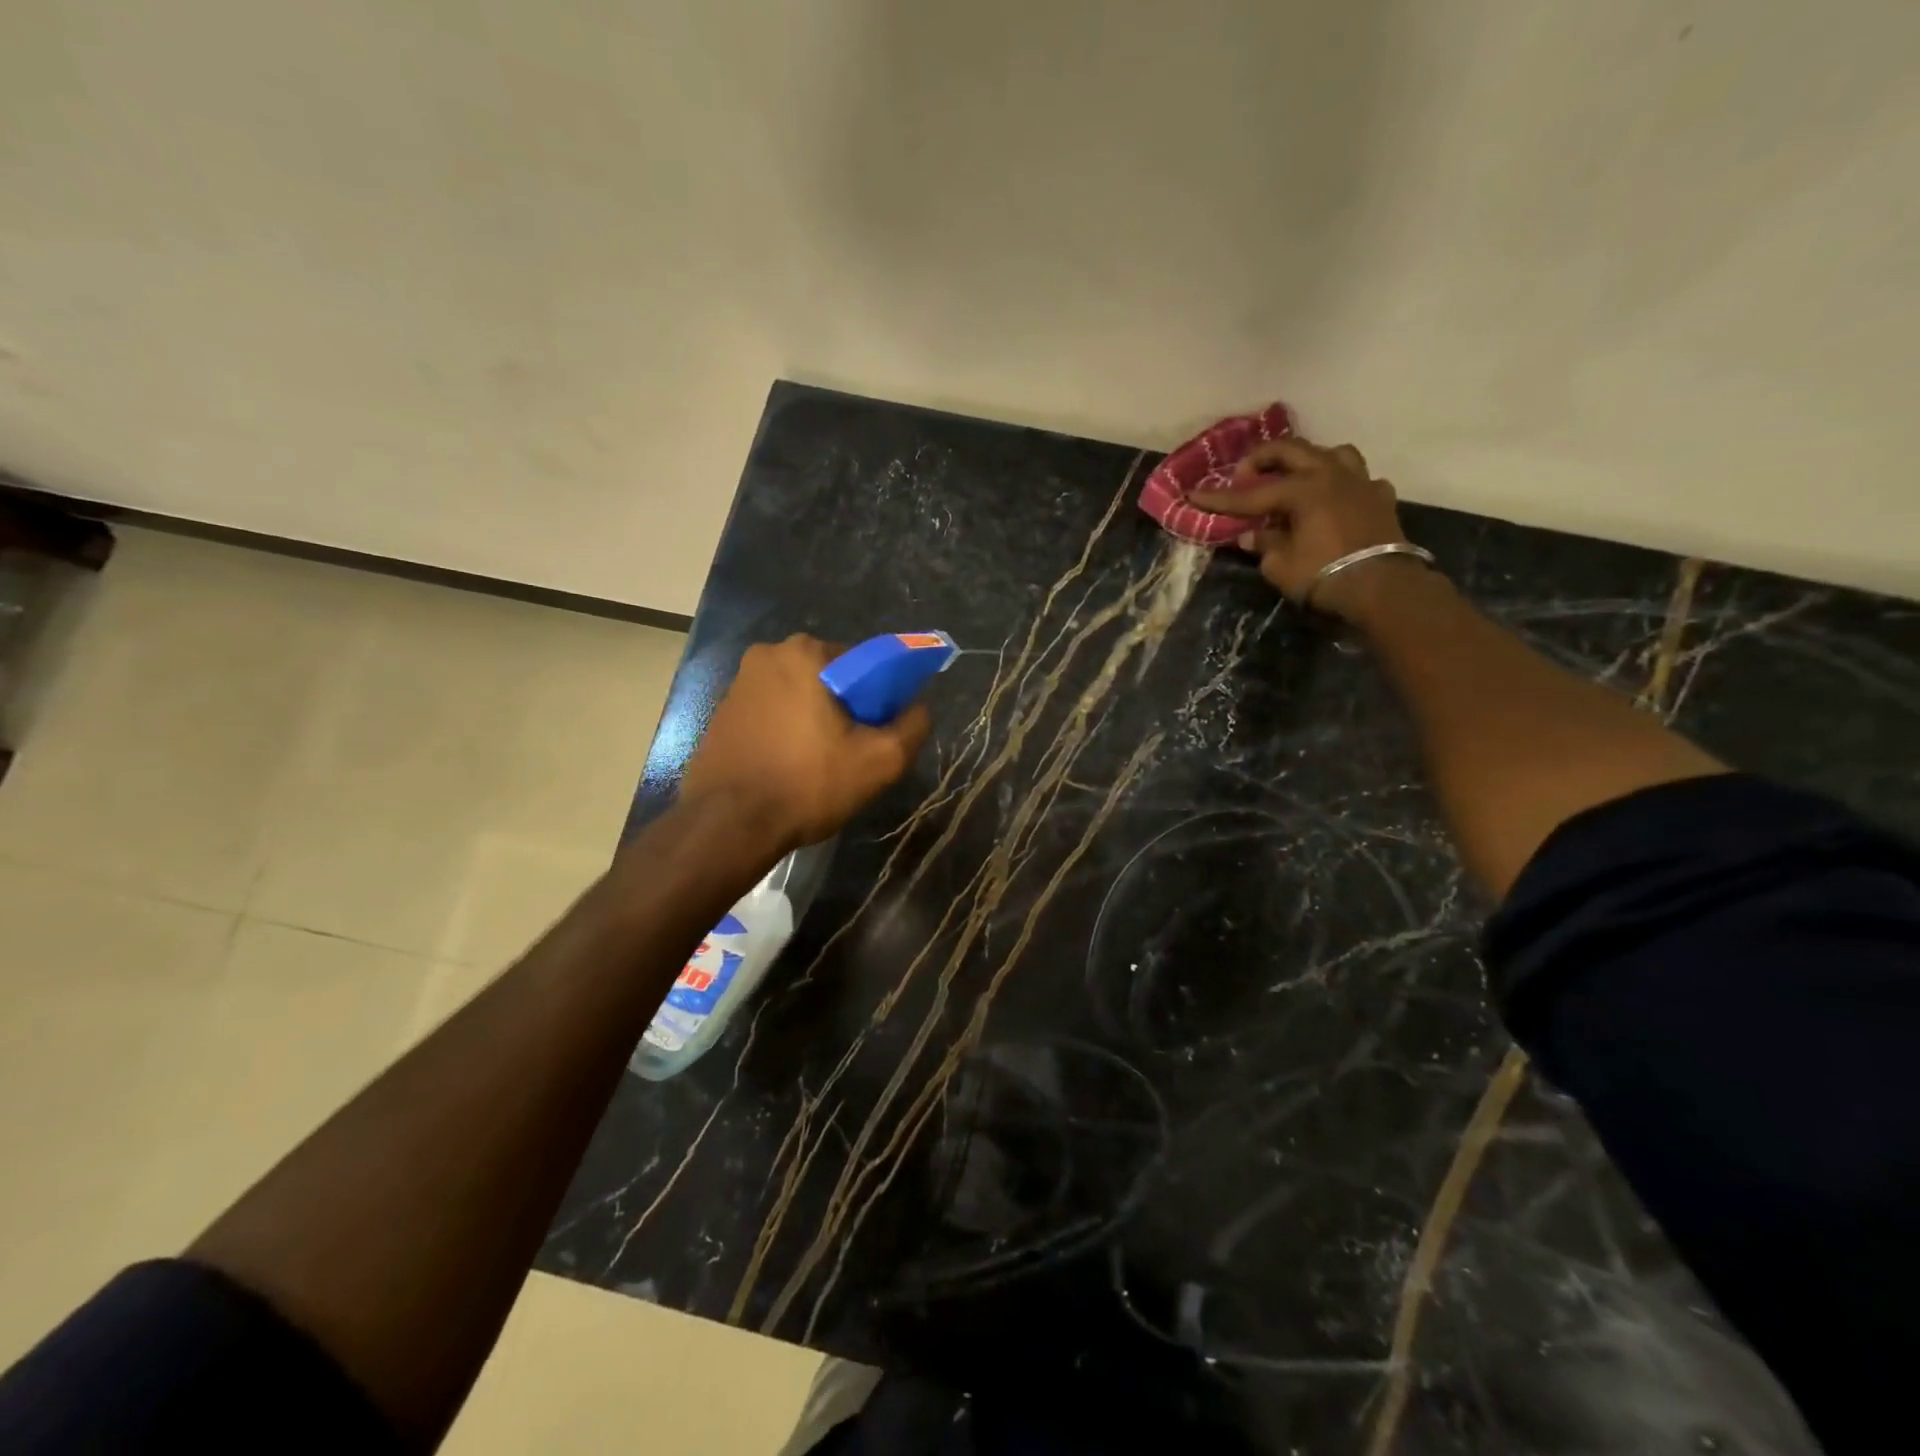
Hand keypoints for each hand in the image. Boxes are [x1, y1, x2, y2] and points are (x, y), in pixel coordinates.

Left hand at [680, 634, 932, 851]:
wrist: (728, 826)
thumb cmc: (807, 784)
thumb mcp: (880, 761)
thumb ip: (913, 726)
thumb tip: (919, 708)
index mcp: (804, 653)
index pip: (863, 663)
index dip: (879, 697)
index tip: (878, 731)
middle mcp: (766, 656)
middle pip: (829, 678)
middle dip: (845, 708)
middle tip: (851, 752)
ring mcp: (737, 685)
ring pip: (798, 697)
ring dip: (814, 721)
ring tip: (819, 766)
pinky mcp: (720, 714)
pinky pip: (770, 715)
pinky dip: (786, 733)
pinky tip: (789, 768)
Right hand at [1188, 436, 1417, 619]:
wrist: (1382, 587)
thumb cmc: (1323, 575)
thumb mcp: (1281, 566)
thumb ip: (1264, 544)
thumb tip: (1253, 534)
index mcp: (1301, 489)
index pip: (1250, 494)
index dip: (1220, 498)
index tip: (1195, 494)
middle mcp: (1330, 474)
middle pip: (1291, 451)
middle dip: (1261, 459)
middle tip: (1244, 474)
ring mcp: (1360, 482)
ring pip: (1332, 453)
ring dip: (1308, 460)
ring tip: (1296, 477)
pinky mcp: (1380, 497)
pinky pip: (1358, 479)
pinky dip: (1342, 484)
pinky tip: (1335, 498)